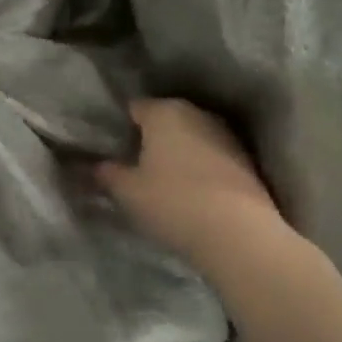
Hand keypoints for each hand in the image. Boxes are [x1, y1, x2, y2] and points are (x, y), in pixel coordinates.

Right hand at [98, 99, 300, 272]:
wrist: (238, 233)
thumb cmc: (172, 202)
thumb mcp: (127, 191)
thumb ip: (107, 173)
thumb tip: (95, 165)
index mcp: (164, 111)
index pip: (135, 107)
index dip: (121, 126)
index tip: (112, 148)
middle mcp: (196, 113)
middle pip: (166, 119)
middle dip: (151, 136)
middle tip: (135, 163)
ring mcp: (226, 135)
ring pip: (191, 136)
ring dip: (178, 152)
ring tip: (163, 179)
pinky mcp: (246, 160)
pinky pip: (212, 156)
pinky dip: (200, 167)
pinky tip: (192, 191)